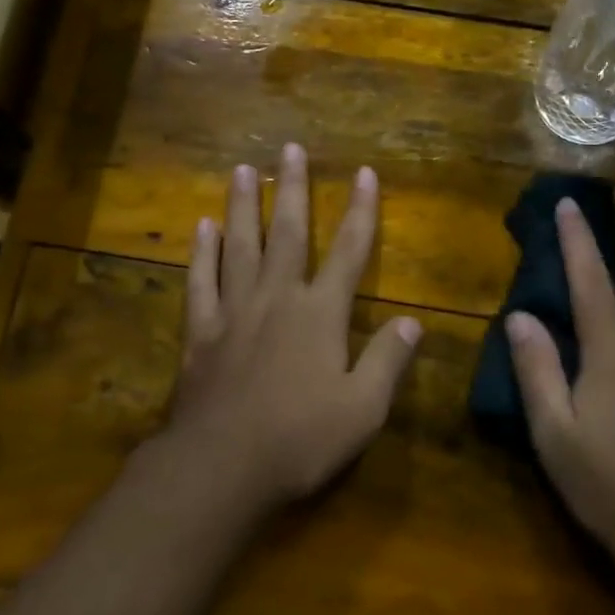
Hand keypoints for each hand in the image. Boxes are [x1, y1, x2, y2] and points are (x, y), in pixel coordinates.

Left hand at [163, 143, 421, 510]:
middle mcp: (278, 299)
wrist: (222, 466)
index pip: (349, 251)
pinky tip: (202, 227)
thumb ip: (388, 361)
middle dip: (293, 188)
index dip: (361, 211)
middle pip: (288, 233)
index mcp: (321, 314)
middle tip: (290, 148)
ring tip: (242, 169)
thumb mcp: (363, 409)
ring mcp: (234, 311)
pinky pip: (201, 281)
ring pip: (240, 246)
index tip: (364, 173)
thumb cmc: (300, 439)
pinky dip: (202, 252)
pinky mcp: (200, 332)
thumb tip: (414, 322)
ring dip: (243, 206)